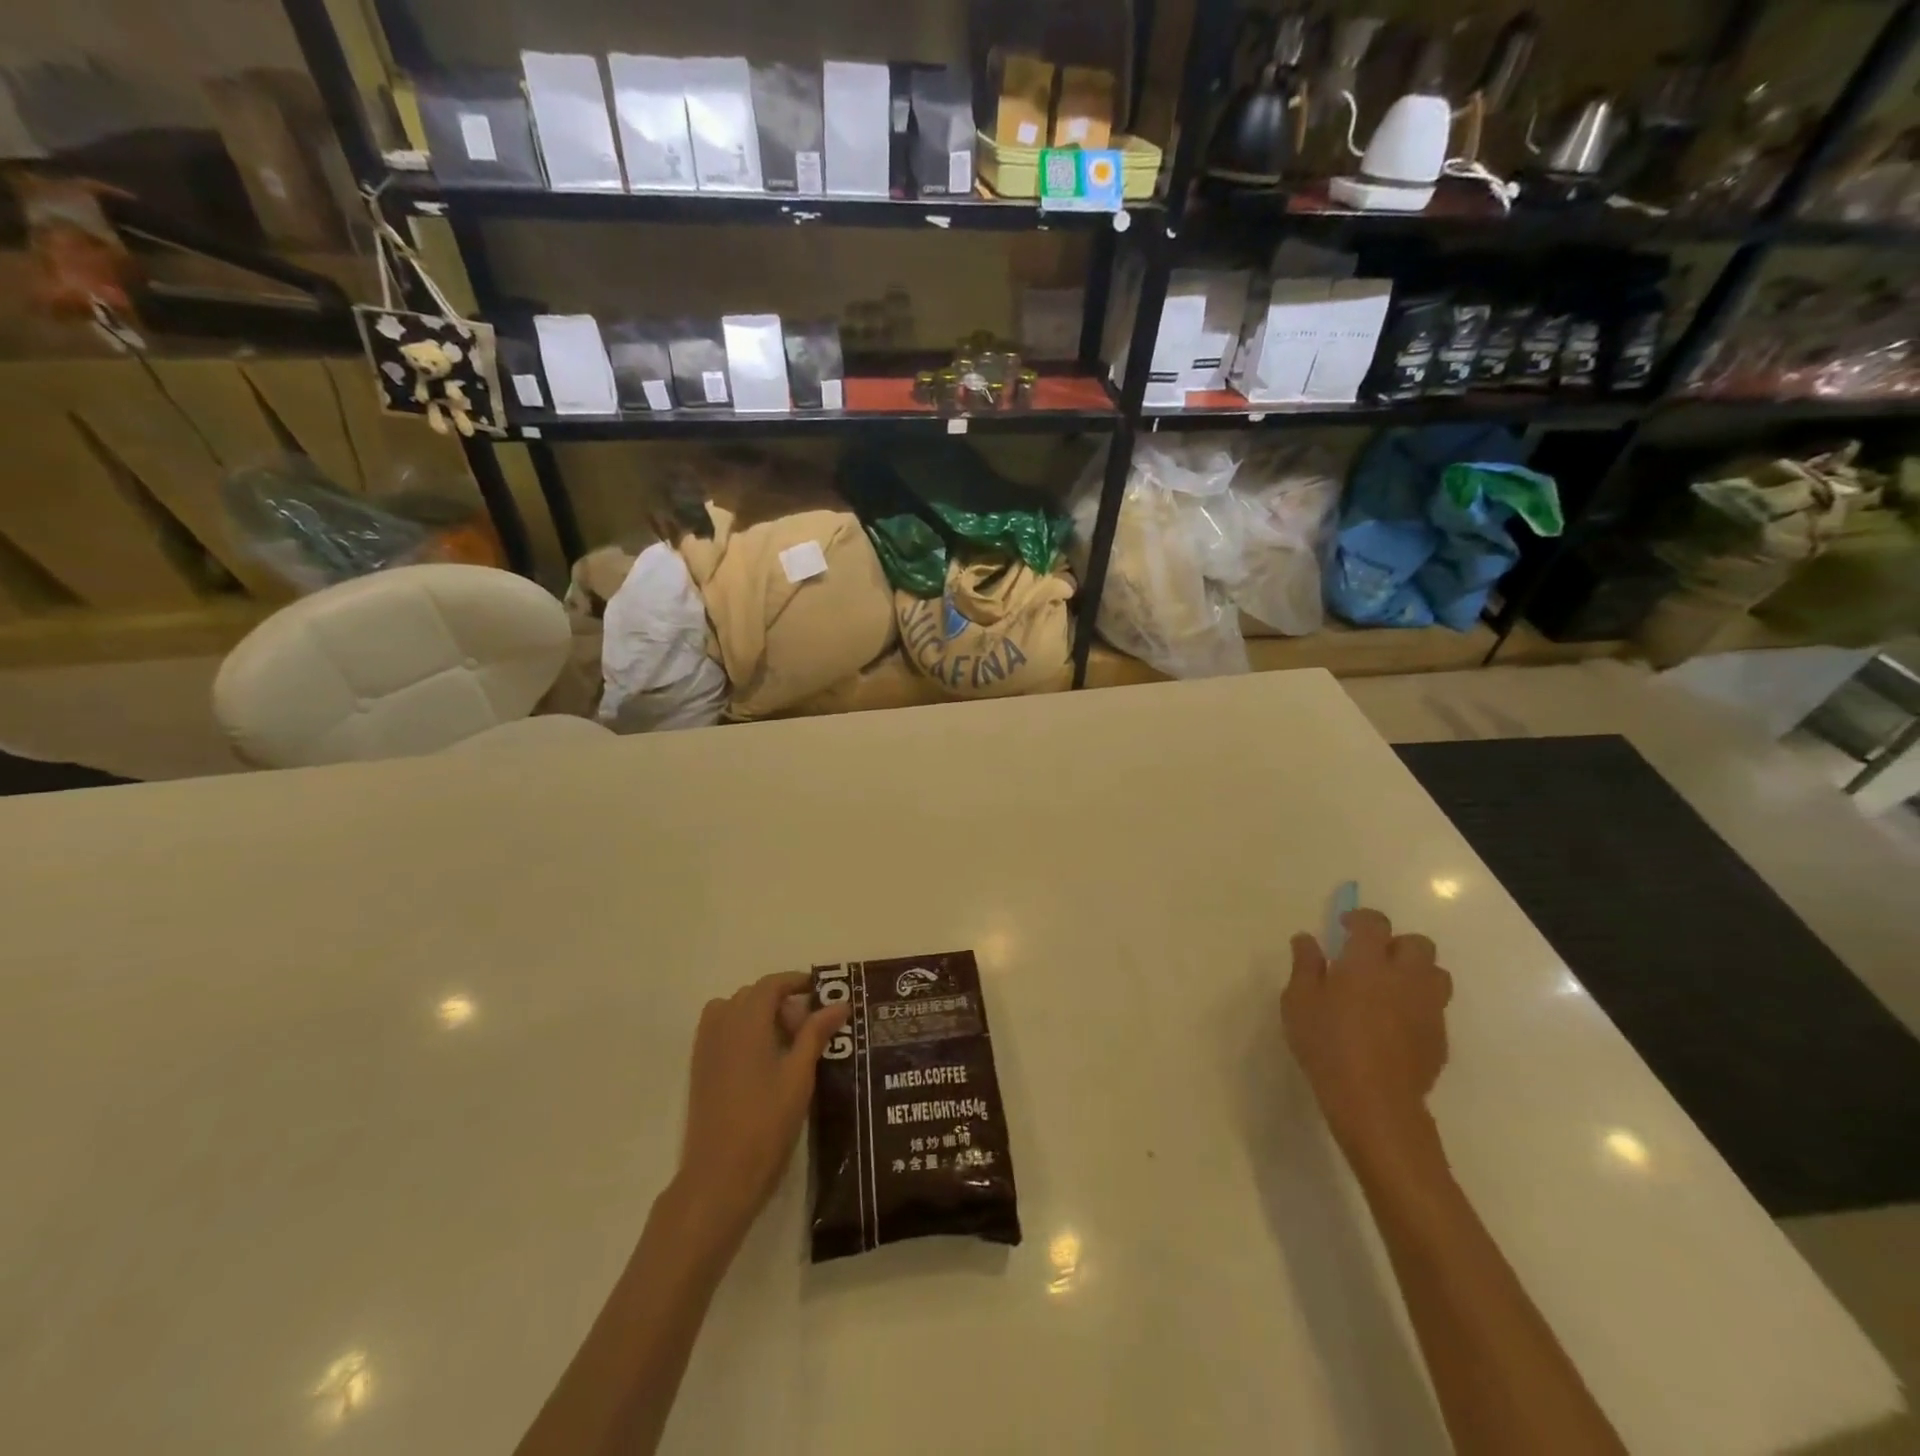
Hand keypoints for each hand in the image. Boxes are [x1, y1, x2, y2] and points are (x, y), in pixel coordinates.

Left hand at [675, 972, 849, 1248]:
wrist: (719, 1177)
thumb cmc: (765, 1124)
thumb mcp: (799, 1076)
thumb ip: (815, 1034)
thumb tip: (839, 1004)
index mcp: (746, 1022)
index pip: (771, 984)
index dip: (796, 981)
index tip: (820, 992)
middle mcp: (721, 1026)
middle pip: (752, 995)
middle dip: (781, 1002)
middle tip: (808, 1029)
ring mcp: (705, 1047)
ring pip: (733, 1011)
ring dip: (759, 1015)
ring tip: (784, 1044)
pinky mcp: (699, 1068)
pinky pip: (720, 1030)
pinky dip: (741, 1031)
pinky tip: (762, 1061)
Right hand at [1283, 908, 1453, 1166]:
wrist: (1374, 1101)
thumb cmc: (1327, 1043)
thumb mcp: (1298, 1001)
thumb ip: (1305, 964)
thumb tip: (1307, 939)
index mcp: (1368, 961)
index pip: (1374, 923)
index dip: (1361, 918)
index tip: (1345, 927)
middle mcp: (1405, 977)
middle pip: (1417, 943)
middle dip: (1395, 944)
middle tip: (1370, 959)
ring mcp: (1428, 1008)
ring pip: (1436, 974)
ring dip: (1415, 972)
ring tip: (1390, 988)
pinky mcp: (1440, 1037)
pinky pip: (1435, 1007)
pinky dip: (1418, 1004)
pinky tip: (1396, 1023)